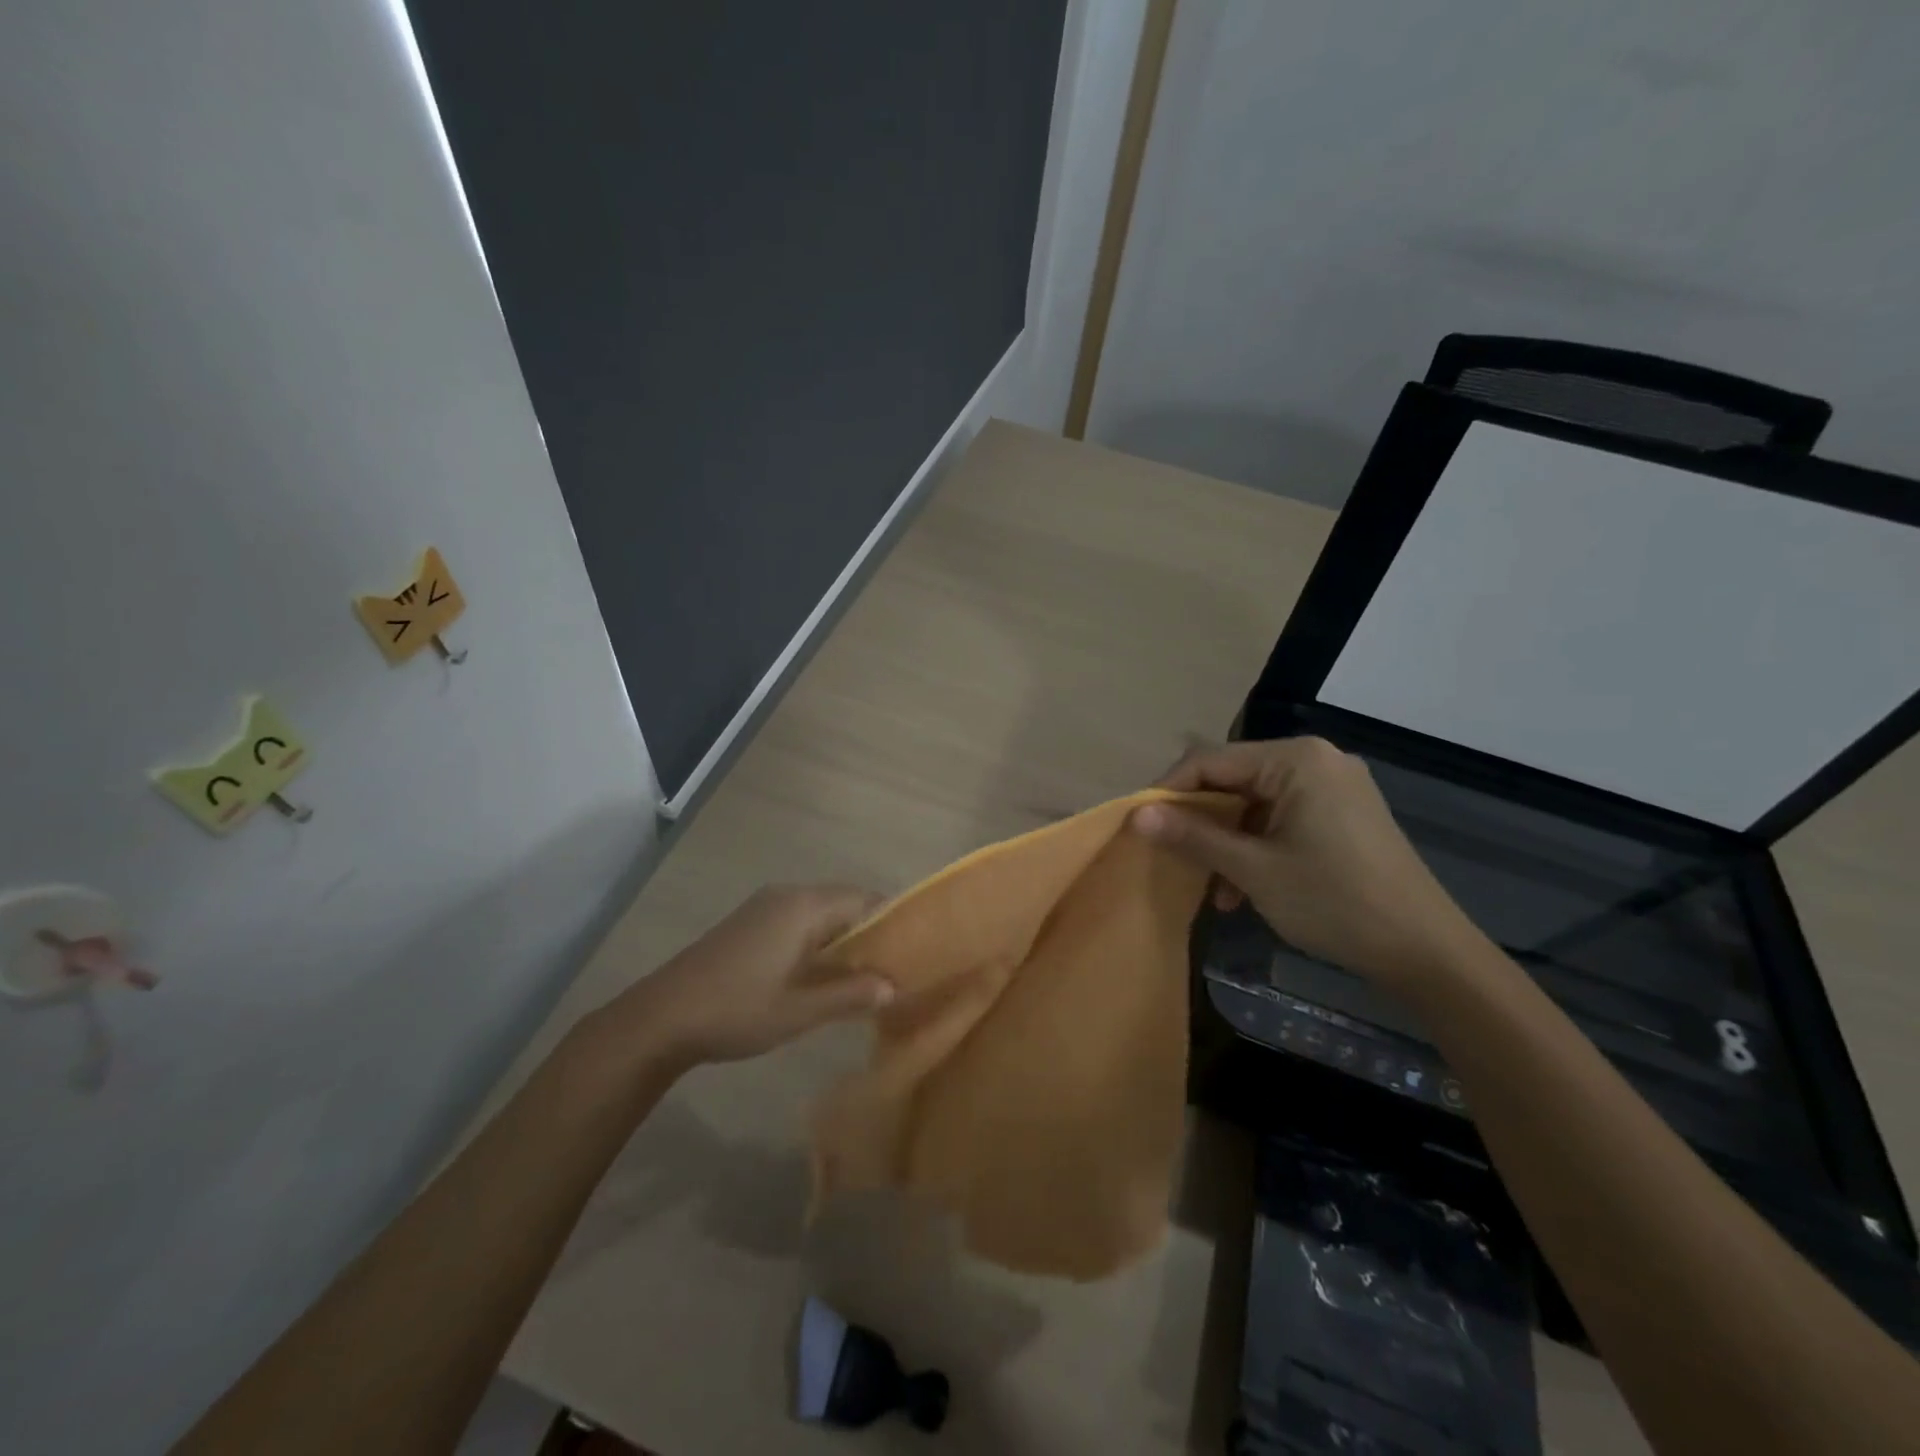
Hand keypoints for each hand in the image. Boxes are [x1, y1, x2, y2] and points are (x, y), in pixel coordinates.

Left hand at [583, 886, 893, 1075]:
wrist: (660, 1017)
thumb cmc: (736, 1010)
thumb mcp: (800, 1011)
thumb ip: (851, 995)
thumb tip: (894, 986)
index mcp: (804, 906)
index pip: (866, 899)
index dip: (892, 924)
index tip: (911, 955)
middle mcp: (788, 894)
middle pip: (845, 903)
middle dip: (870, 934)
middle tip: (892, 972)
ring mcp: (765, 906)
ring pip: (822, 913)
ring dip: (843, 940)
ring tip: (864, 978)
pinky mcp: (749, 922)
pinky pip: (800, 921)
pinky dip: (819, 942)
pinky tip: (822, 975)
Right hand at [1133, 737, 1481, 985]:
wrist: (1426, 952)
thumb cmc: (1334, 902)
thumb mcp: (1253, 870)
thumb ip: (1193, 835)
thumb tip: (1136, 815)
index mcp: (1295, 759)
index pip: (1210, 761)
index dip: (1169, 791)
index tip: (1140, 826)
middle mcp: (1315, 760)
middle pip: (1233, 780)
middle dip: (1200, 822)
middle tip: (1174, 857)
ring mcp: (1333, 787)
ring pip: (1254, 804)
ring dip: (1227, 841)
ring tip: (1216, 890)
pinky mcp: (1343, 813)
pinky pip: (1281, 818)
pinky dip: (1257, 846)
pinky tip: (1245, 889)